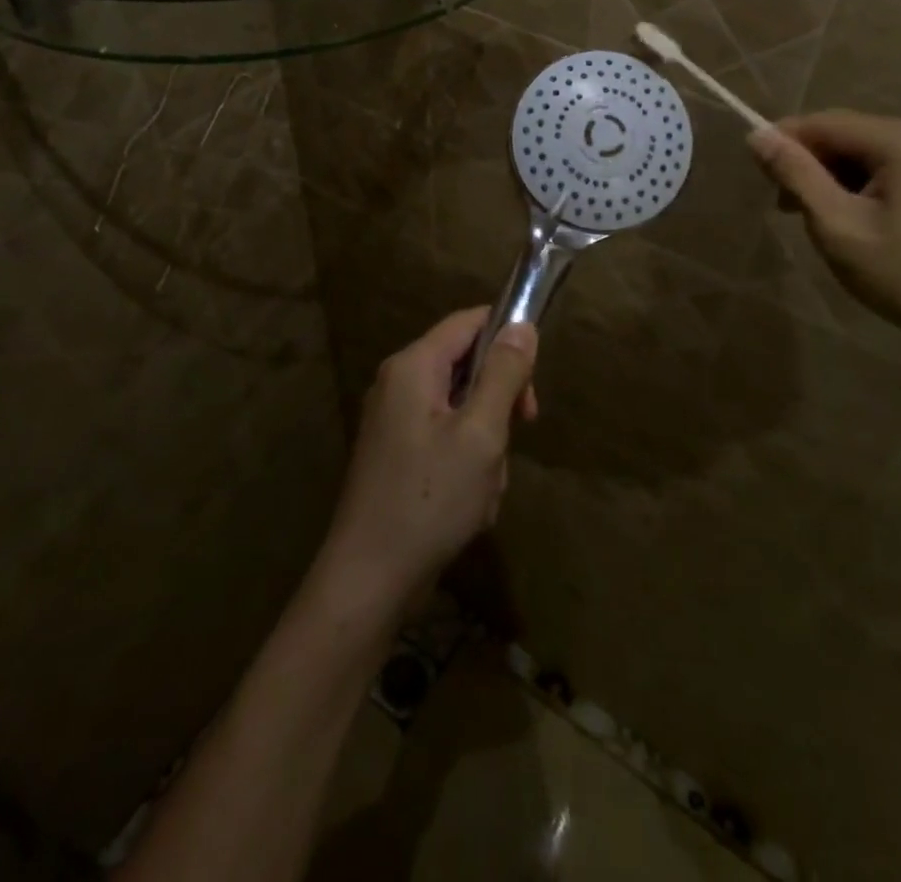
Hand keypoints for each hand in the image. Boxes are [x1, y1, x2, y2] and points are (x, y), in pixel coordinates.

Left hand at [315, 309, 538, 616]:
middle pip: (466, 366)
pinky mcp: (397, 452)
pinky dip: (466, 463)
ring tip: (482, 487)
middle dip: (498, 403)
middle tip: (515, 437)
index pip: (469, 322)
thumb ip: (503, 374)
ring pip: (462, 409)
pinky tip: (468, 504)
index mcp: (413, 366)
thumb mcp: (480, 433)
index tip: (531, 383)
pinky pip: (445, 438)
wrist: (368, 579)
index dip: (507, 338)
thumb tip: (522, 326)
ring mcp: (394, 419)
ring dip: (485, 444)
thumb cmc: (430, 499)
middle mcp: (399, 382)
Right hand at [748, 110, 900, 351]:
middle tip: (785, 205)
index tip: (756, 169)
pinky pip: (898, 165)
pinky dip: (868, 183)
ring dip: (838, 176)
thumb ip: (795, 174)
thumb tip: (756, 135)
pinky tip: (855, 214)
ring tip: (817, 215)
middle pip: (852, 134)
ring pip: (873, 151)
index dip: (785, 140)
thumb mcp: (836, 224)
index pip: (828, 123)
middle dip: (813, 163)